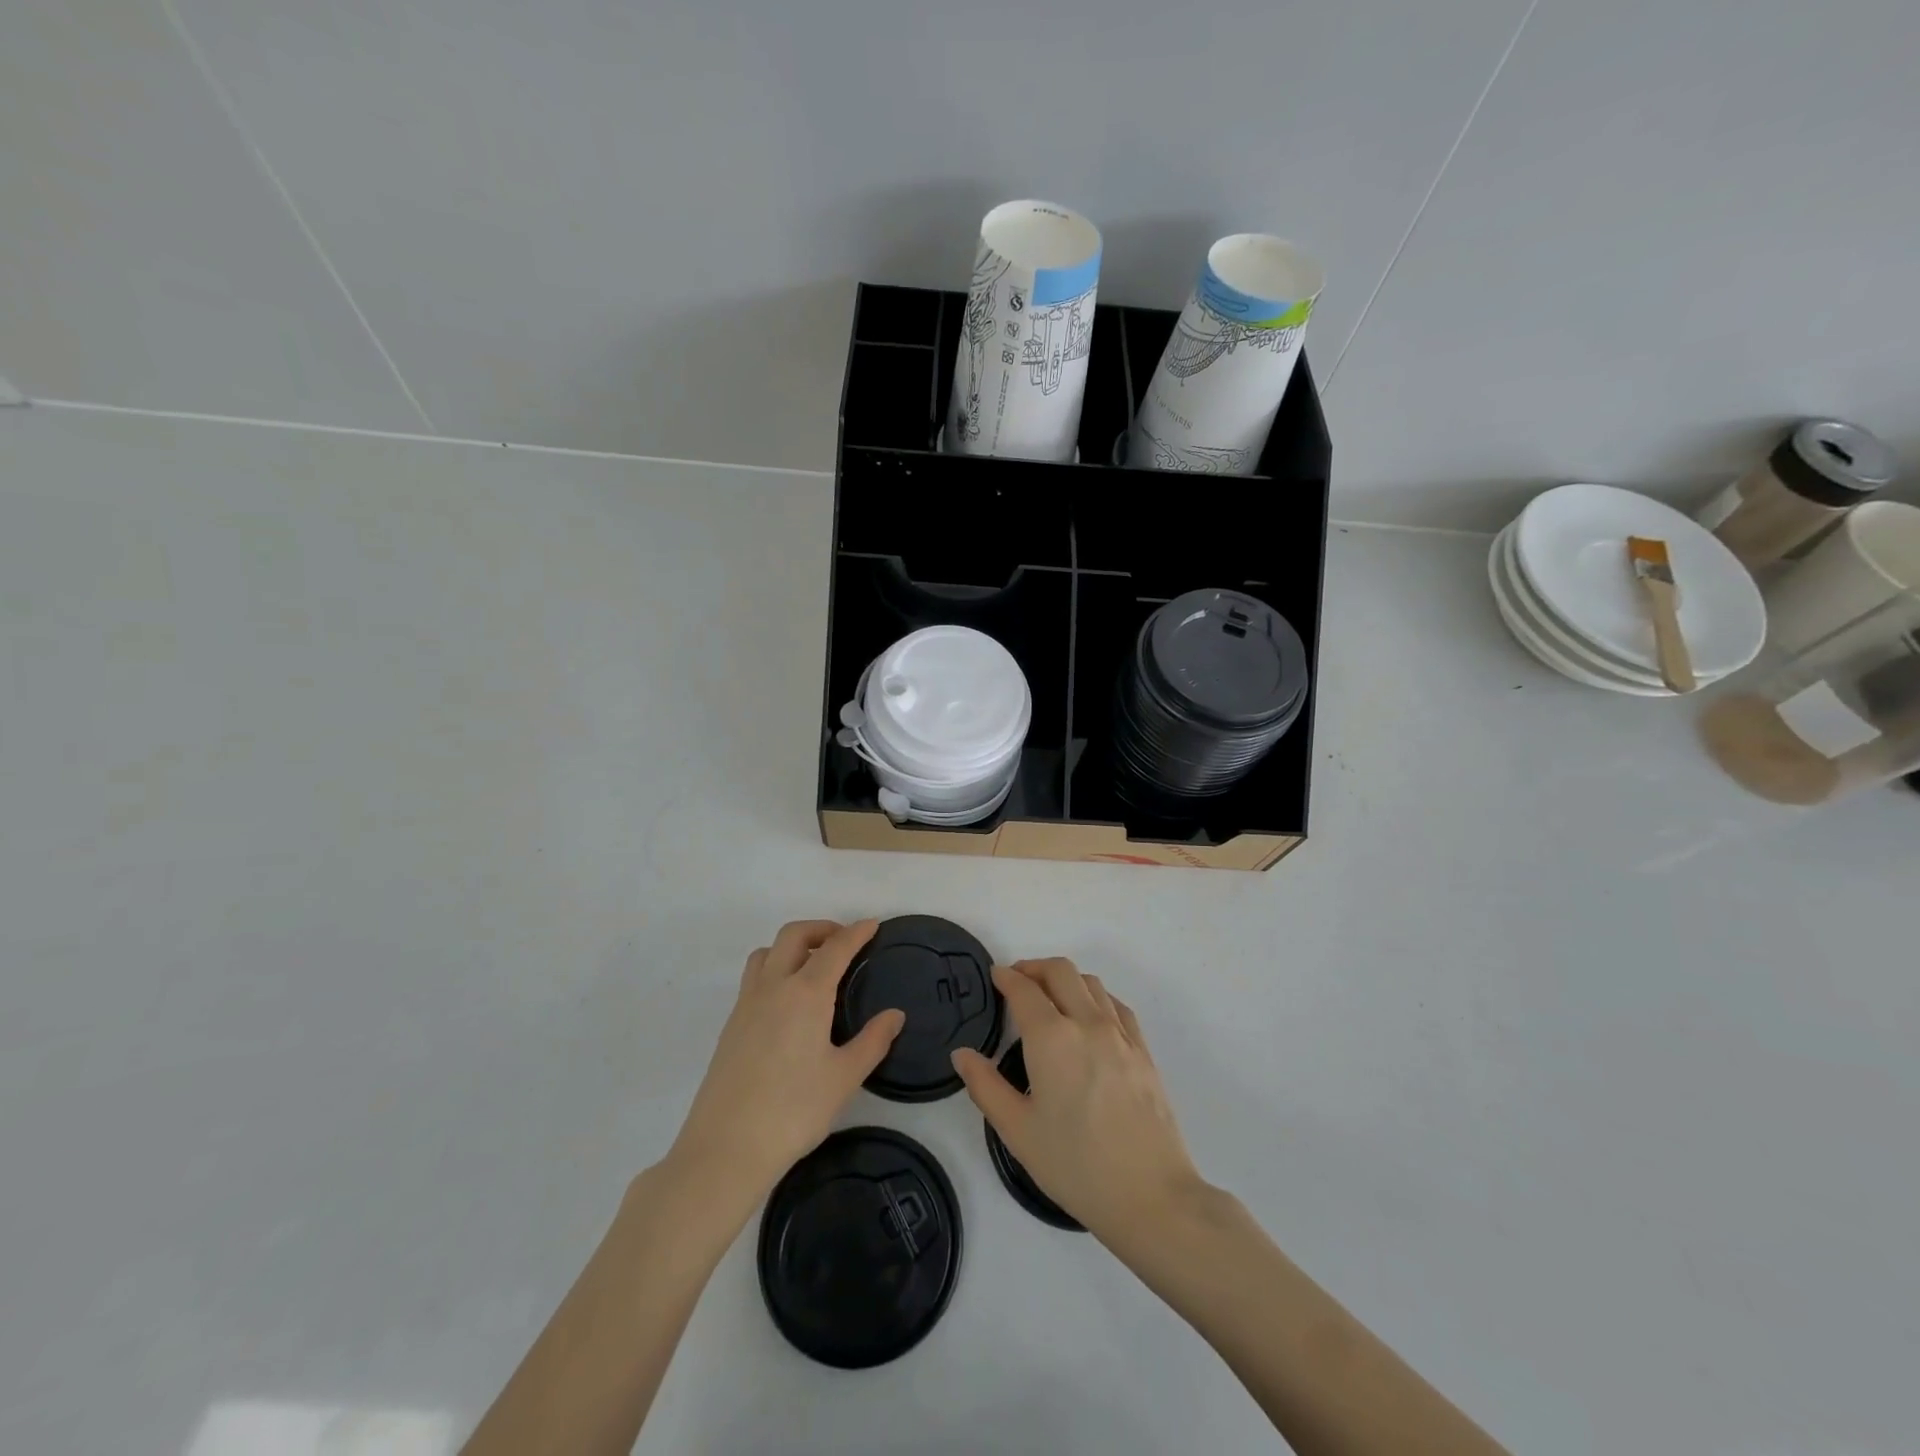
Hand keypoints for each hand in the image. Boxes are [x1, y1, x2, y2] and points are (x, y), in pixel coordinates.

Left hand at [668, 920, 902, 1204]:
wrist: (726, 1148)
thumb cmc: (794, 1111)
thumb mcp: (844, 1078)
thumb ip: (873, 1041)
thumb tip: (895, 1015)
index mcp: (806, 993)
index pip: (835, 948)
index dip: (856, 932)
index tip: (873, 924)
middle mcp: (774, 987)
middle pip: (794, 936)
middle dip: (822, 929)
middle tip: (845, 941)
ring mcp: (747, 1004)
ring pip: (767, 952)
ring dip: (792, 945)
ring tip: (814, 964)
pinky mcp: (731, 1024)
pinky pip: (754, 977)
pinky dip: (775, 968)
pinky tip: (789, 1001)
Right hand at [952, 959, 1206, 1246]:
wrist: (1150, 1196)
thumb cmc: (1076, 1165)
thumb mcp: (1018, 1131)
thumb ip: (985, 1086)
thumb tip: (963, 1054)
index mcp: (1052, 1038)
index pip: (1024, 989)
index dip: (1006, 977)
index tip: (995, 976)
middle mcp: (1088, 1023)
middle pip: (1060, 971)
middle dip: (1034, 968)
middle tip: (1017, 981)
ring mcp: (1121, 1034)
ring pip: (1091, 982)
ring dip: (1065, 979)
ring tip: (1050, 997)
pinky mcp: (1143, 1050)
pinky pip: (1116, 1005)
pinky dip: (1095, 996)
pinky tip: (1089, 1017)